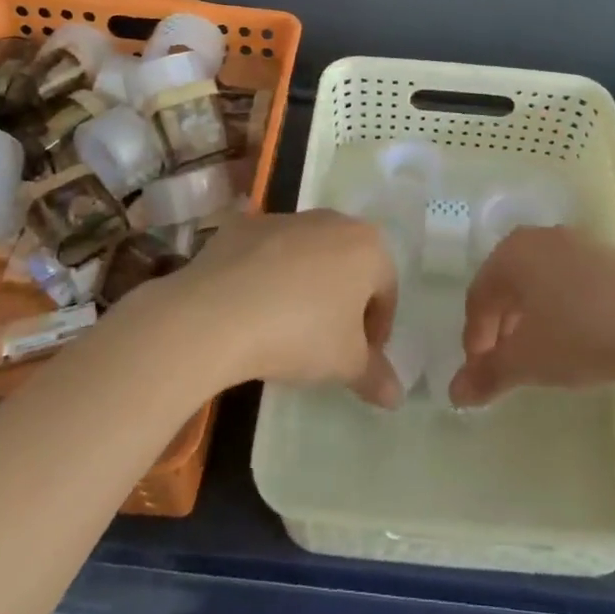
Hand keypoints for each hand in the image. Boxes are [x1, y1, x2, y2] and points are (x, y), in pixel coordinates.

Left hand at [163, 209, 403, 405]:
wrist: (217, 311)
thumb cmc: (301, 333)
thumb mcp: (345, 364)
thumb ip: (375, 376)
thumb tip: (396, 395)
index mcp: (368, 246)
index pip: (385, 291)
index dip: (376, 329)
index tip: (360, 358)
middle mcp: (331, 220)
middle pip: (348, 265)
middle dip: (343, 301)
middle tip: (327, 341)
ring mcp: (285, 217)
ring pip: (307, 254)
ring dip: (305, 284)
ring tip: (285, 324)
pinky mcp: (244, 225)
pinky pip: (266, 252)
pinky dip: (265, 274)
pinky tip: (251, 306)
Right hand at [448, 225, 614, 407]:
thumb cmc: (580, 335)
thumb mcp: (528, 361)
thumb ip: (487, 375)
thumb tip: (455, 393)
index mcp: (512, 252)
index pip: (478, 295)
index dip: (474, 337)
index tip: (480, 371)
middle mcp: (540, 238)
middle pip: (507, 284)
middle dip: (500, 326)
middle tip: (504, 362)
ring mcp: (578, 243)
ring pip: (539, 281)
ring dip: (529, 317)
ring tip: (537, 352)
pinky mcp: (610, 257)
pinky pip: (569, 280)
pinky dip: (560, 307)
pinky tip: (573, 336)